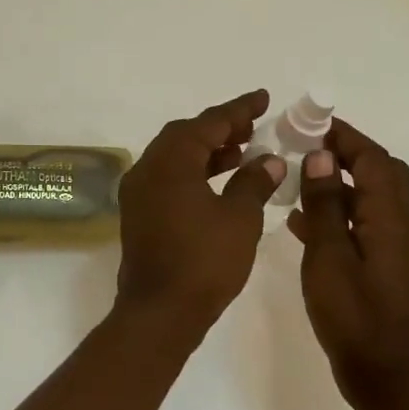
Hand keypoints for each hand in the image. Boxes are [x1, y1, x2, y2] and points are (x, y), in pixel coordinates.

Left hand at [116, 89, 285, 336]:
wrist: (159, 311)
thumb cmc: (204, 261)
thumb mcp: (239, 218)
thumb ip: (254, 182)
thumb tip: (269, 160)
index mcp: (170, 161)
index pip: (208, 123)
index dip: (238, 109)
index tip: (263, 98)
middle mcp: (147, 167)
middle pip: (185, 135)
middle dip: (220, 128)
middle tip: (253, 126)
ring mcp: (138, 191)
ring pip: (175, 156)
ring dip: (207, 150)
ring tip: (242, 152)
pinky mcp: (138, 212)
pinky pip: (168, 177)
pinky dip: (193, 171)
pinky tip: (219, 183)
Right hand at [286, 119, 408, 403]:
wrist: (384, 377)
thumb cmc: (354, 316)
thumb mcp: (328, 257)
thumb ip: (324, 205)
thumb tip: (320, 156)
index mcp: (390, 219)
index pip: (373, 159)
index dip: (344, 136)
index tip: (309, 123)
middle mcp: (400, 226)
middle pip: (381, 173)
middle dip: (346, 153)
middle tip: (306, 146)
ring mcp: (395, 248)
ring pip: (371, 198)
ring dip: (340, 180)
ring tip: (298, 176)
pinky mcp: (385, 266)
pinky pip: (363, 223)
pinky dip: (338, 211)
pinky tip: (302, 221)